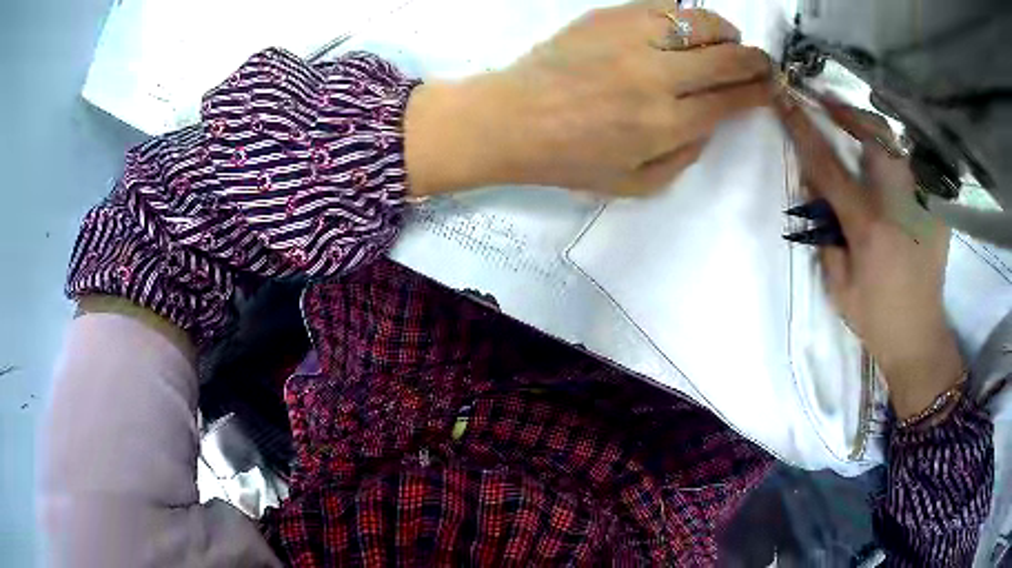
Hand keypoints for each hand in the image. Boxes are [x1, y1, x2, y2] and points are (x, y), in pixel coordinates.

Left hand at [406, 2, 772, 196]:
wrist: (512, 119)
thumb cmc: (571, 159)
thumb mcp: (637, 183)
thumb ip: (686, 155)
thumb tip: (713, 121)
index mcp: (666, 125)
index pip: (733, 99)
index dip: (761, 91)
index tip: (771, 86)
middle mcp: (657, 77)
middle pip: (728, 58)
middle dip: (756, 60)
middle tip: (762, 62)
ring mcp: (632, 40)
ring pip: (701, 22)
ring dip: (726, 31)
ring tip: (728, 39)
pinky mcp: (609, 17)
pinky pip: (663, 5)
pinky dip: (685, 15)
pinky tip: (685, 27)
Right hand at [775, 93, 963, 419]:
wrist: (920, 338)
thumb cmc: (875, 318)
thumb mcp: (838, 286)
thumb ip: (825, 234)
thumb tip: (815, 190)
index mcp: (868, 226)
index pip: (829, 166)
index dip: (804, 129)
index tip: (785, 99)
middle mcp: (897, 205)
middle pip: (874, 137)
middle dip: (849, 113)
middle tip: (828, 104)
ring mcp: (921, 206)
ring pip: (896, 147)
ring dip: (872, 133)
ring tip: (857, 132)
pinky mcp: (935, 213)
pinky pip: (912, 171)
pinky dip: (895, 162)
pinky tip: (886, 171)